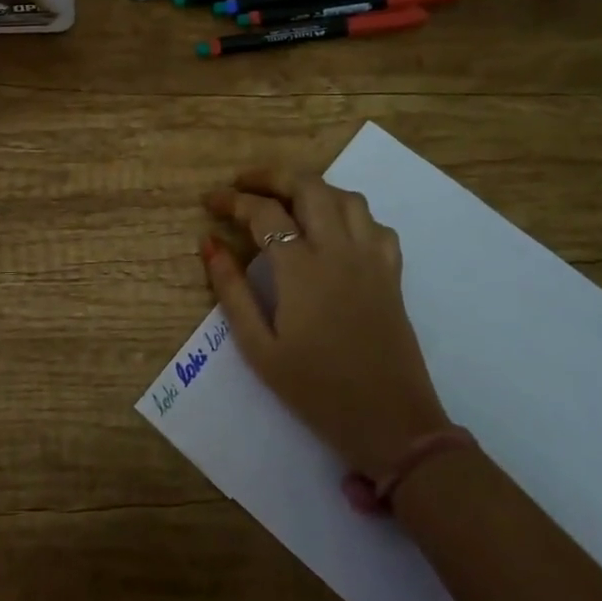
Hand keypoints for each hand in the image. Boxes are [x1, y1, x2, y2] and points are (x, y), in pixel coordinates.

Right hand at [203, 168, 449, 477]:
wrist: (392, 424)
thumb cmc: (316, 390)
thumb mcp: (259, 348)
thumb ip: (231, 291)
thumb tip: (209, 244)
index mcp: (302, 269)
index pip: (264, 213)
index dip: (233, 200)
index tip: (211, 201)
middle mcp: (339, 250)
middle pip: (308, 186)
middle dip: (271, 176)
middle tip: (244, 184)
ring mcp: (371, 258)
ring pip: (345, 196)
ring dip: (311, 188)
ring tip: (286, 199)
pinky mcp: (391, 273)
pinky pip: (374, 223)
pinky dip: (349, 213)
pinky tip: (333, 230)